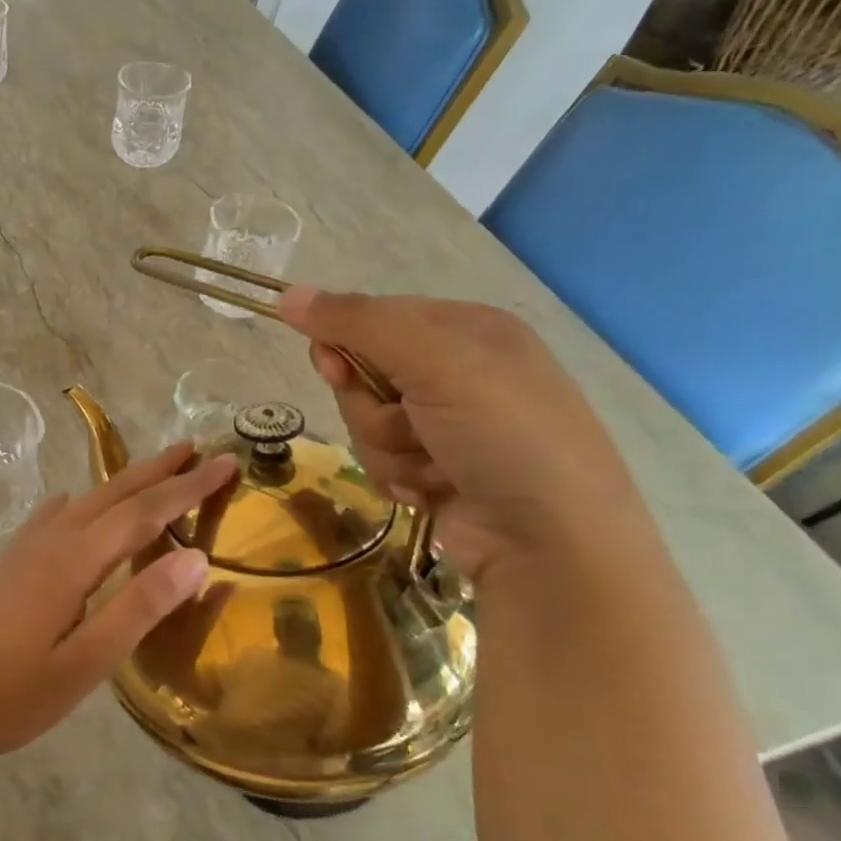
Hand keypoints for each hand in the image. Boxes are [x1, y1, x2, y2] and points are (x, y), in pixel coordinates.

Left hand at [0, 442, 237, 767]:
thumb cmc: (11, 694)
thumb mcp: (86, 663)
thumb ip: (139, 607)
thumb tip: (194, 557)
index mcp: (75, 559)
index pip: (144, 511)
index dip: (188, 487)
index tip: (226, 463)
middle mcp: (53, 540)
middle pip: (115, 493)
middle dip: (161, 471)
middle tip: (199, 451)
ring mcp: (28, 548)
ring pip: (88, 500)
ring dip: (127, 482)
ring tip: (157, 470)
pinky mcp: (13, 563)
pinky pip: (57, 516)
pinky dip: (82, 502)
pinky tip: (77, 503)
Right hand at [277, 287, 652, 580]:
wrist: (553, 544)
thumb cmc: (503, 434)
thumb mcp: (434, 361)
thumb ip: (357, 322)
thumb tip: (287, 295)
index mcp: (465, 329)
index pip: (373, 317)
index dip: (344, 343)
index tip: (335, 370)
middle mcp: (457, 371)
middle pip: (362, 375)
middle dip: (373, 409)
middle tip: (409, 426)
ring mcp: (447, 425)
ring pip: (366, 423)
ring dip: (388, 450)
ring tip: (435, 468)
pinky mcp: (437, 470)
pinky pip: (381, 461)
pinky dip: (400, 478)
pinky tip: (435, 492)